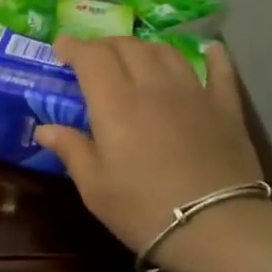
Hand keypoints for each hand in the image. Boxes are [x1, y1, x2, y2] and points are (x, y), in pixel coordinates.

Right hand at [36, 35, 271, 271]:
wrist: (214, 226)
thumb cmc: (141, 209)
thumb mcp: (94, 186)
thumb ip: (71, 150)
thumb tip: (46, 129)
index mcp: (116, 104)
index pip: (92, 58)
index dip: (74, 47)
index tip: (60, 48)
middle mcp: (154, 87)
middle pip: (128, 47)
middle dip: (104, 45)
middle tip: (91, 57)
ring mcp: (194, 93)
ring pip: (166, 52)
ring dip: (144, 47)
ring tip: (133, 56)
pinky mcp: (225, 108)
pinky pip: (219, 71)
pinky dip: (212, 56)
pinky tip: (210, 51)